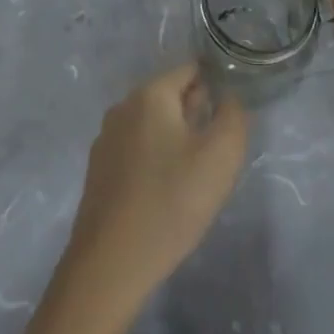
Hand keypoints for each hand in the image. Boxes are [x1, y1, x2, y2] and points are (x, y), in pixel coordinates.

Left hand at [58, 64, 248, 313]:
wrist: (110, 264)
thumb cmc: (170, 202)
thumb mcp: (220, 157)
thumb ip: (233, 116)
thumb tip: (229, 97)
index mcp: (150, 94)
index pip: (190, 69)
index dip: (216, 84)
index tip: (233, 112)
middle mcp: (123, 106)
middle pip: (170, 95)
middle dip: (197, 113)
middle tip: (219, 149)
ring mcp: (106, 138)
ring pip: (153, 124)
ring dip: (177, 138)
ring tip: (197, 174)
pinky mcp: (99, 170)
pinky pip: (137, 149)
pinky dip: (156, 159)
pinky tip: (168, 192)